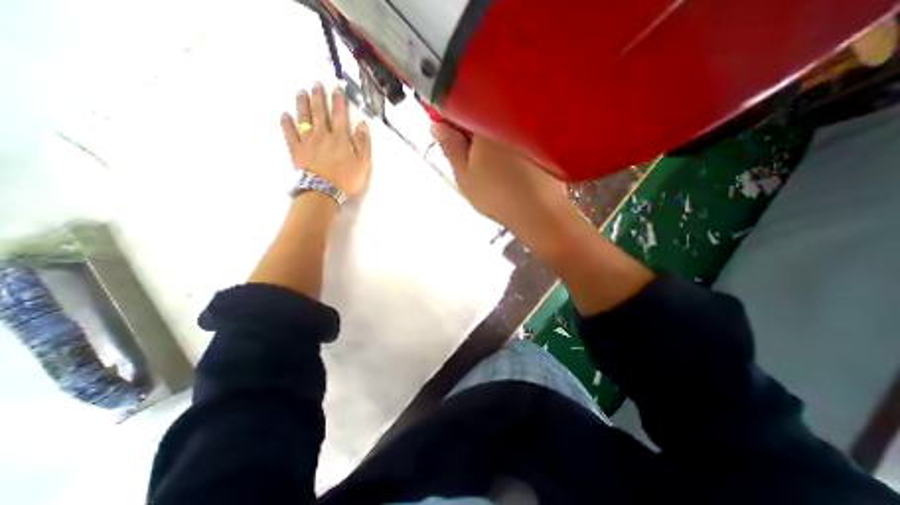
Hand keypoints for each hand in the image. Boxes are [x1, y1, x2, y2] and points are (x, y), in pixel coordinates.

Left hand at [278, 83, 369, 194]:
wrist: (324, 191)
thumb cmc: (346, 179)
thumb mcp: (362, 163)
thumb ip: (362, 144)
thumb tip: (362, 125)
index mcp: (340, 138)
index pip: (340, 115)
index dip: (339, 101)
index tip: (336, 89)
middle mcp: (323, 135)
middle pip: (320, 112)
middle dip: (319, 97)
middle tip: (316, 84)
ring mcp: (307, 141)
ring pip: (304, 118)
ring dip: (303, 104)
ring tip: (302, 92)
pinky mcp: (296, 150)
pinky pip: (290, 134)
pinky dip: (286, 123)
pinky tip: (285, 115)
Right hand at [435, 122, 567, 233]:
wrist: (537, 212)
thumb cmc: (497, 195)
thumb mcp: (464, 174)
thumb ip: (450, 147)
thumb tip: (437, 124)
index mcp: (487, 123)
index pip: (461, 106)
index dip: (448, 117)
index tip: (444, 131)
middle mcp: (510, 118)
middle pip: (481, 114)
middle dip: (469, 130)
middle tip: (466, 157)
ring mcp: (528, 128)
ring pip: (499, 126)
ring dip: (487, 139)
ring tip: (486, 166)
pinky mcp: (540, 142)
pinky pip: (515, 136)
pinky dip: (505, 146)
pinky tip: (504, 167)